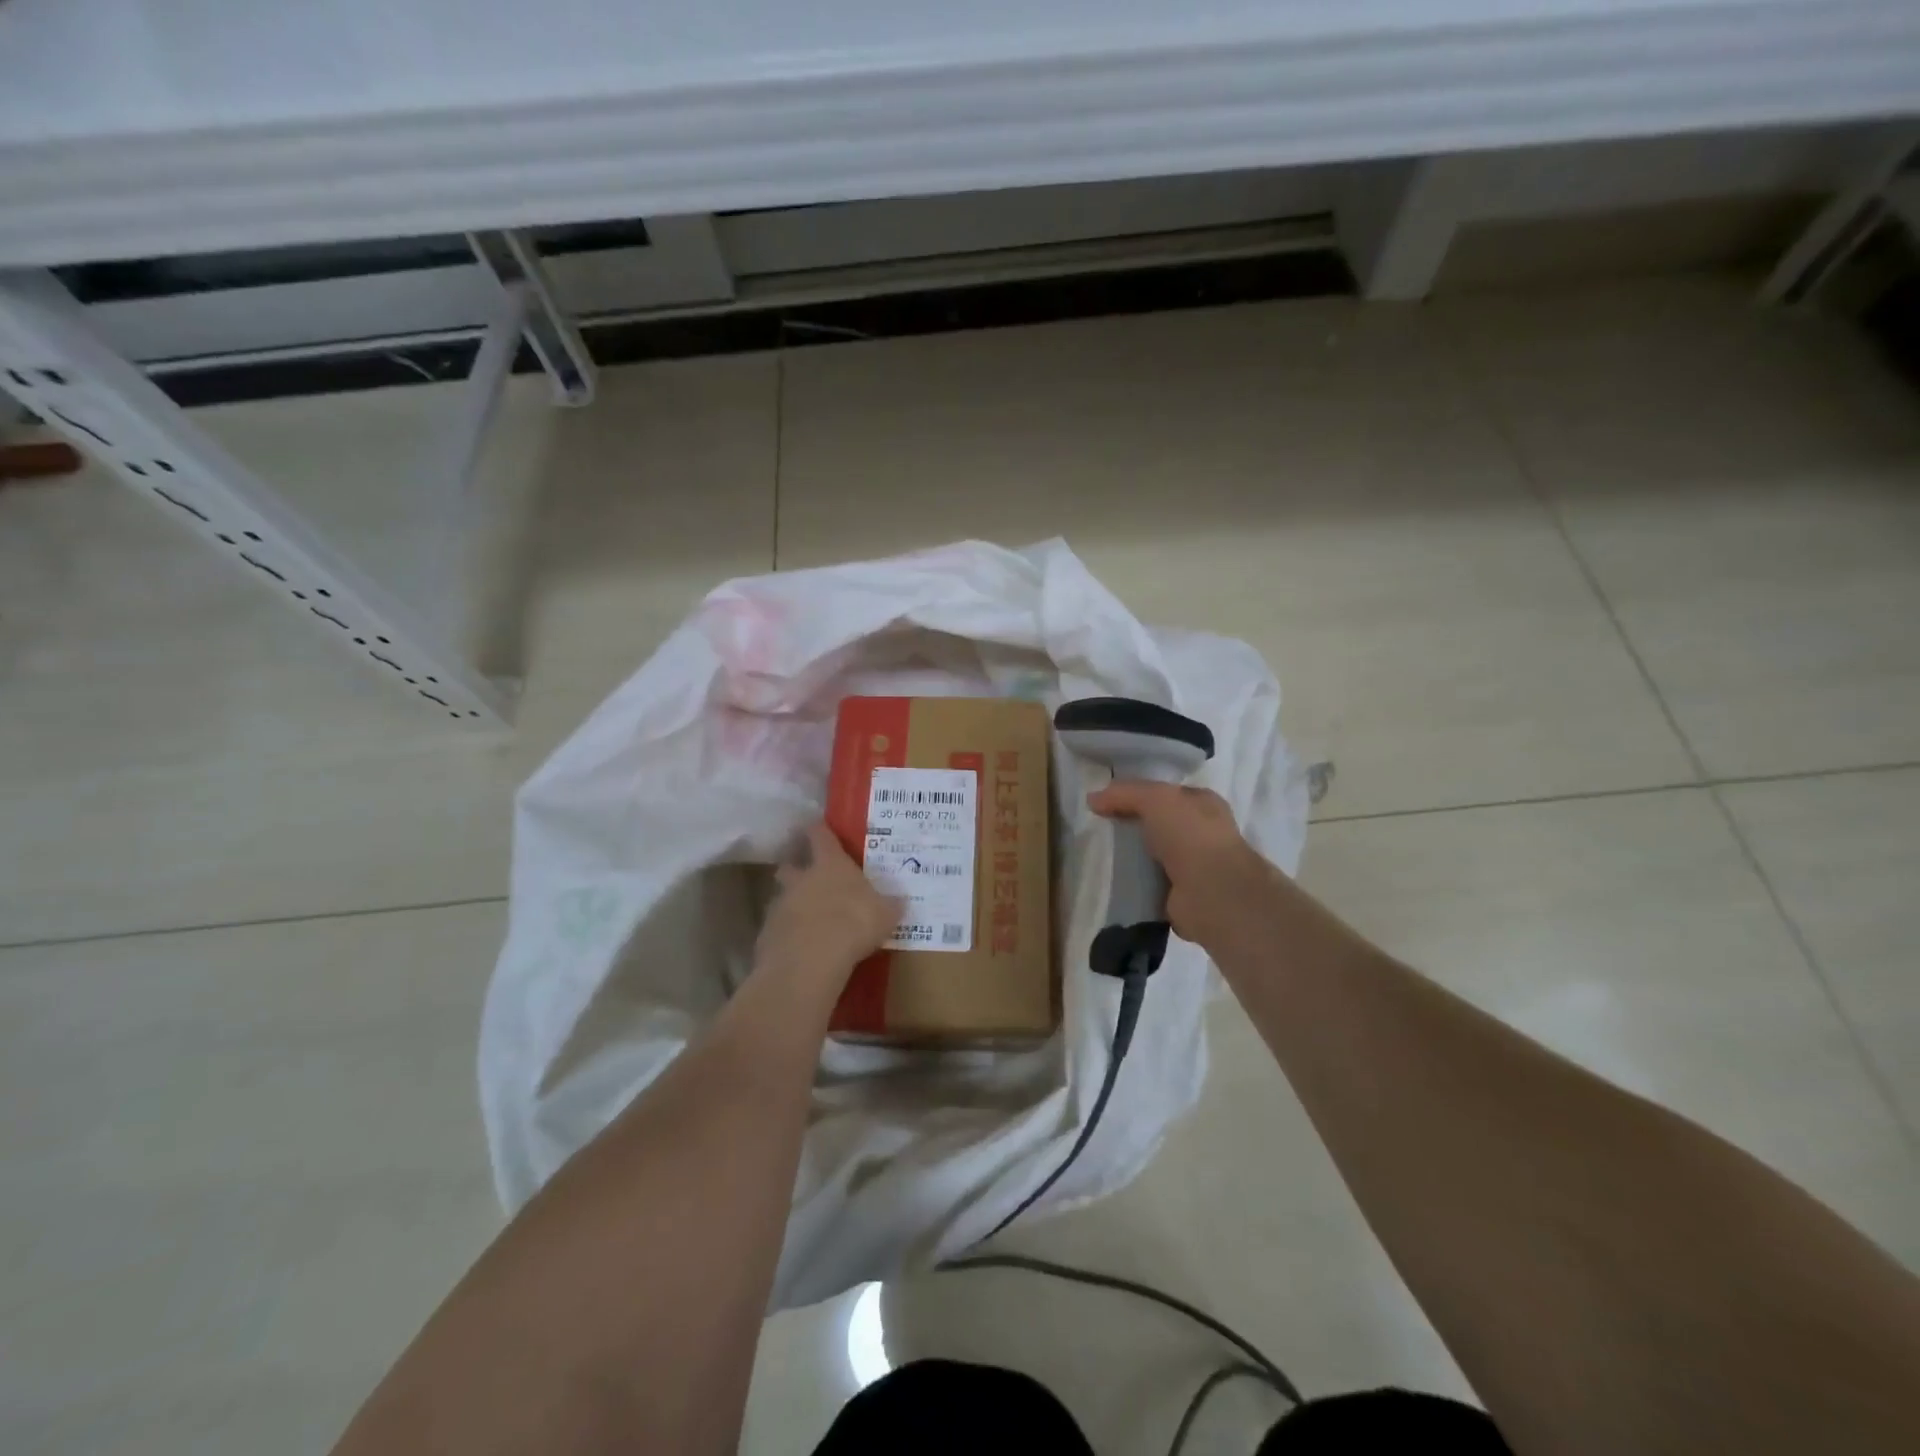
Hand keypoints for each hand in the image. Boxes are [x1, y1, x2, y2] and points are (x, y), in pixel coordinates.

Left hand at [755, 823, 901, 991]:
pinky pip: (777, 928)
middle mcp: (801, 879)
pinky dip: (787, 934)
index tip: (818, 827)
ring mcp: (780, 905)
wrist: (811, 960)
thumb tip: (899, 901)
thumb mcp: (885, 914)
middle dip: (796, 867)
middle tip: (807, 875)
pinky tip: (800, 947)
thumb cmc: (854, 923)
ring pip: (782, 897)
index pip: (820, 835)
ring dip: (792, 903)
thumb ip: (889, 905)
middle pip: (790, 864)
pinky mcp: (767, 934)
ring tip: (808, 918)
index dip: (819, 830)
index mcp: (830, 864)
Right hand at [1088, 781, 1275, 945]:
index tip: (1110, 801)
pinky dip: (1136, 885)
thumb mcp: (1155, 799)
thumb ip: (1124, 794)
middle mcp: (1203, 834)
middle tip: (1102, 828)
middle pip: (1161, 825)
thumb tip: (1092, 799)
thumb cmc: (1190, 834)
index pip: (1169, 794)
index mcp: (1205, 805)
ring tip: (1102, 856)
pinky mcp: (1182, 897)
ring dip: (1134, 858)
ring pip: (1156, 856)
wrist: (1211, 891)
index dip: (1141, 794)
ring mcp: (1195, 868)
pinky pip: (1151, 885)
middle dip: (1136, 827)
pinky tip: (1113, 882)